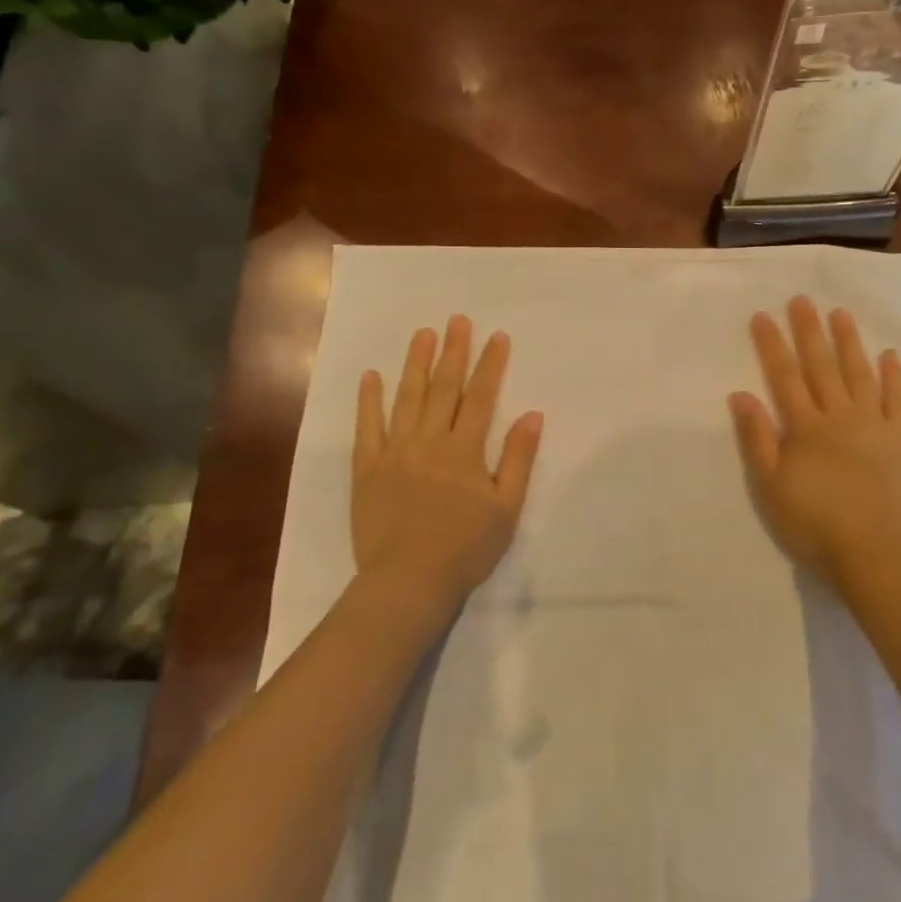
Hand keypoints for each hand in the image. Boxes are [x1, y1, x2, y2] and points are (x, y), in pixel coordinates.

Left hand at [353, 315, 542, 615]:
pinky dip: (369, 400)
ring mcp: (395, 452)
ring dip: (415, 363)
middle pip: (443, 388)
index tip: (496, 336)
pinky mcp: (367, 468)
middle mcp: (429, 441)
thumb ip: (518, 459)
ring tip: (422, 333)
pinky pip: (367, 427)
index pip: (481, 397)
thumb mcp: (506, 508)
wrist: (408, 581)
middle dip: (453, 351)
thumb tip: (533, 415)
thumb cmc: (465, 548)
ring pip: (406, 398)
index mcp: (465, 450)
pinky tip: (372, 376)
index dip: (490, 364)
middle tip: (456, 320)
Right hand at [729, 297, 900, 593]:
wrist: (872, 554)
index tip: (763, 315)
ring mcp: (874, 425)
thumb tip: (741, 394)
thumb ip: (756, 438)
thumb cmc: (812, 523)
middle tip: (802, 300)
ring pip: (859, 374)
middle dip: (809, 331)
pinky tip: (888, 355)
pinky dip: (893, 376)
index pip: (784, 376)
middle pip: (821, 366)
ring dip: (849, 342)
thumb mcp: (770, 485)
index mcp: (805, 427)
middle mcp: (839, 416)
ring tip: (840, 313)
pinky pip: (897, 401)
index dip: (772, 344)